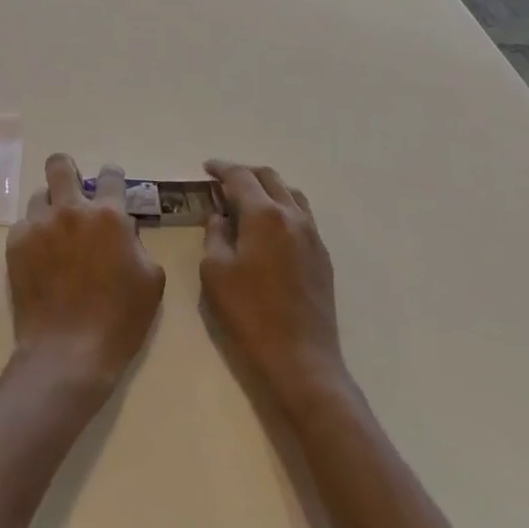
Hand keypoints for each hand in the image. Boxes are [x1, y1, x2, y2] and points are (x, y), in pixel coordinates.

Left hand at [6, 154, 165, 395]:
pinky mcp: (16, 243)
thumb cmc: (119, 320)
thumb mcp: (150, 280)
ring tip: (55, 232)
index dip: (112, 177)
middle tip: (72, 191)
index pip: (111, 174)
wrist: (68, 353)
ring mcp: (39, 224)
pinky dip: (33, 235)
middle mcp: (71, 209)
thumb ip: (137, 243)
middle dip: (67, 171)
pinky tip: (40, 258)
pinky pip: (24, 225)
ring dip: (50, 207)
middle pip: (60, 165)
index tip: (111, 187)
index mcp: (108, 215)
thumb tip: (124, 229)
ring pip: (40, 195)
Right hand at [200, 160, 347, 415]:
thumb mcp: (215, 271)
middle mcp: (292, 216)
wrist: (301, 359)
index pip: (240, 177)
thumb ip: (215, 235)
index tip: (206, 168)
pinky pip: (302, 215)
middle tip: (223, 181)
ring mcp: (312, 236)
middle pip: (269, 178)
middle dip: (244, 173)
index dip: (221, 169)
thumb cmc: (249, 314)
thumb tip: (220, 218)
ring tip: (247, 200)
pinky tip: (269, 227)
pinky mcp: (322, 256)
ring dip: (267, 188)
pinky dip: (282, 208)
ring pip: (290, 194)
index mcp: (264, 215)